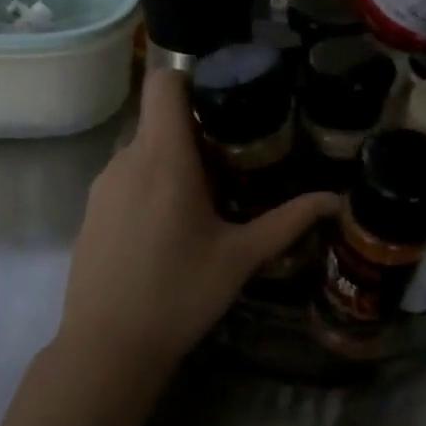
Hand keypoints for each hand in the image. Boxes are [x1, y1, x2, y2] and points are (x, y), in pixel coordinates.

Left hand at [55, 69, 337, 370]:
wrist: (108, 347)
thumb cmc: (179, 295)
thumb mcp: (240, 257)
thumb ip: (288, 221)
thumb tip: (335, 200)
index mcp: (163, 158)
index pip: (163, 82)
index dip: (191, 79)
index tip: (223, 102)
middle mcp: (126, 159)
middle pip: (158, 118)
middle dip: (194, 129)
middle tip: (231, 159)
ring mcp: (102, 184)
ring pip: (141, 148)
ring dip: (171, 159)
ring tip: (204, 196)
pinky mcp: (91, 210)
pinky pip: (124, 176)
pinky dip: (149, 183)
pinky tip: (167, 227)